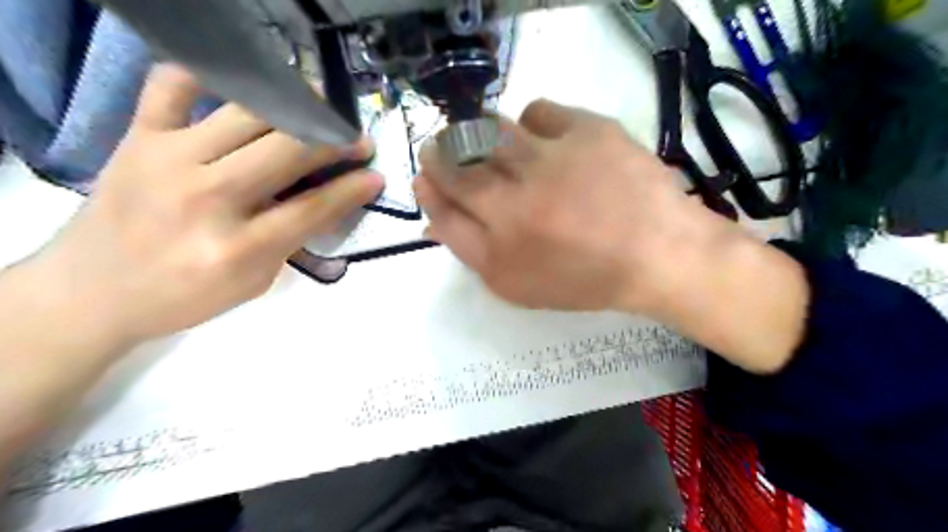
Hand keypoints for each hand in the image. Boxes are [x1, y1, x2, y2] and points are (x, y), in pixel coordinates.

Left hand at [30, 64, 383, 346]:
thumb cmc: (186, 297)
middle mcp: (206, 198)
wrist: (92, 292)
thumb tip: (331, 197)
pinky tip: (241, 92)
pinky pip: (173, 85)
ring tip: (318, 110)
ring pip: (248, 114)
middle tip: (356, 139)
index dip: (352, 187)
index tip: (376, 174)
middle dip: (333, 141)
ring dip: (295, 109)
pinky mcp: (136, 137)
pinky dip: (209, 78)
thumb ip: (292, 238)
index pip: (313, 207)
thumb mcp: (255, 282)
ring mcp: (167, 159)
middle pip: (288, 152)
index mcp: (238, 248)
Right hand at [416, 99, 806, 372]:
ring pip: (492, 129)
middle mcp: (518, 196)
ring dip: (480, 134)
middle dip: (443, 152)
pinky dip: (531, 123)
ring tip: (493, 145)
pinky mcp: (588, 131)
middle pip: (458, 160)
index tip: (427, 174)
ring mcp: (553, 158)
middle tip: (448, 152)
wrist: (657, 254)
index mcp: (501, 240)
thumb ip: (471, 250)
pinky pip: (539, 111)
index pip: (444, 200)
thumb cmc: (584, 278)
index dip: (429, 185)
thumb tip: (434, 215)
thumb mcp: (517, 285)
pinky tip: (542, 141)